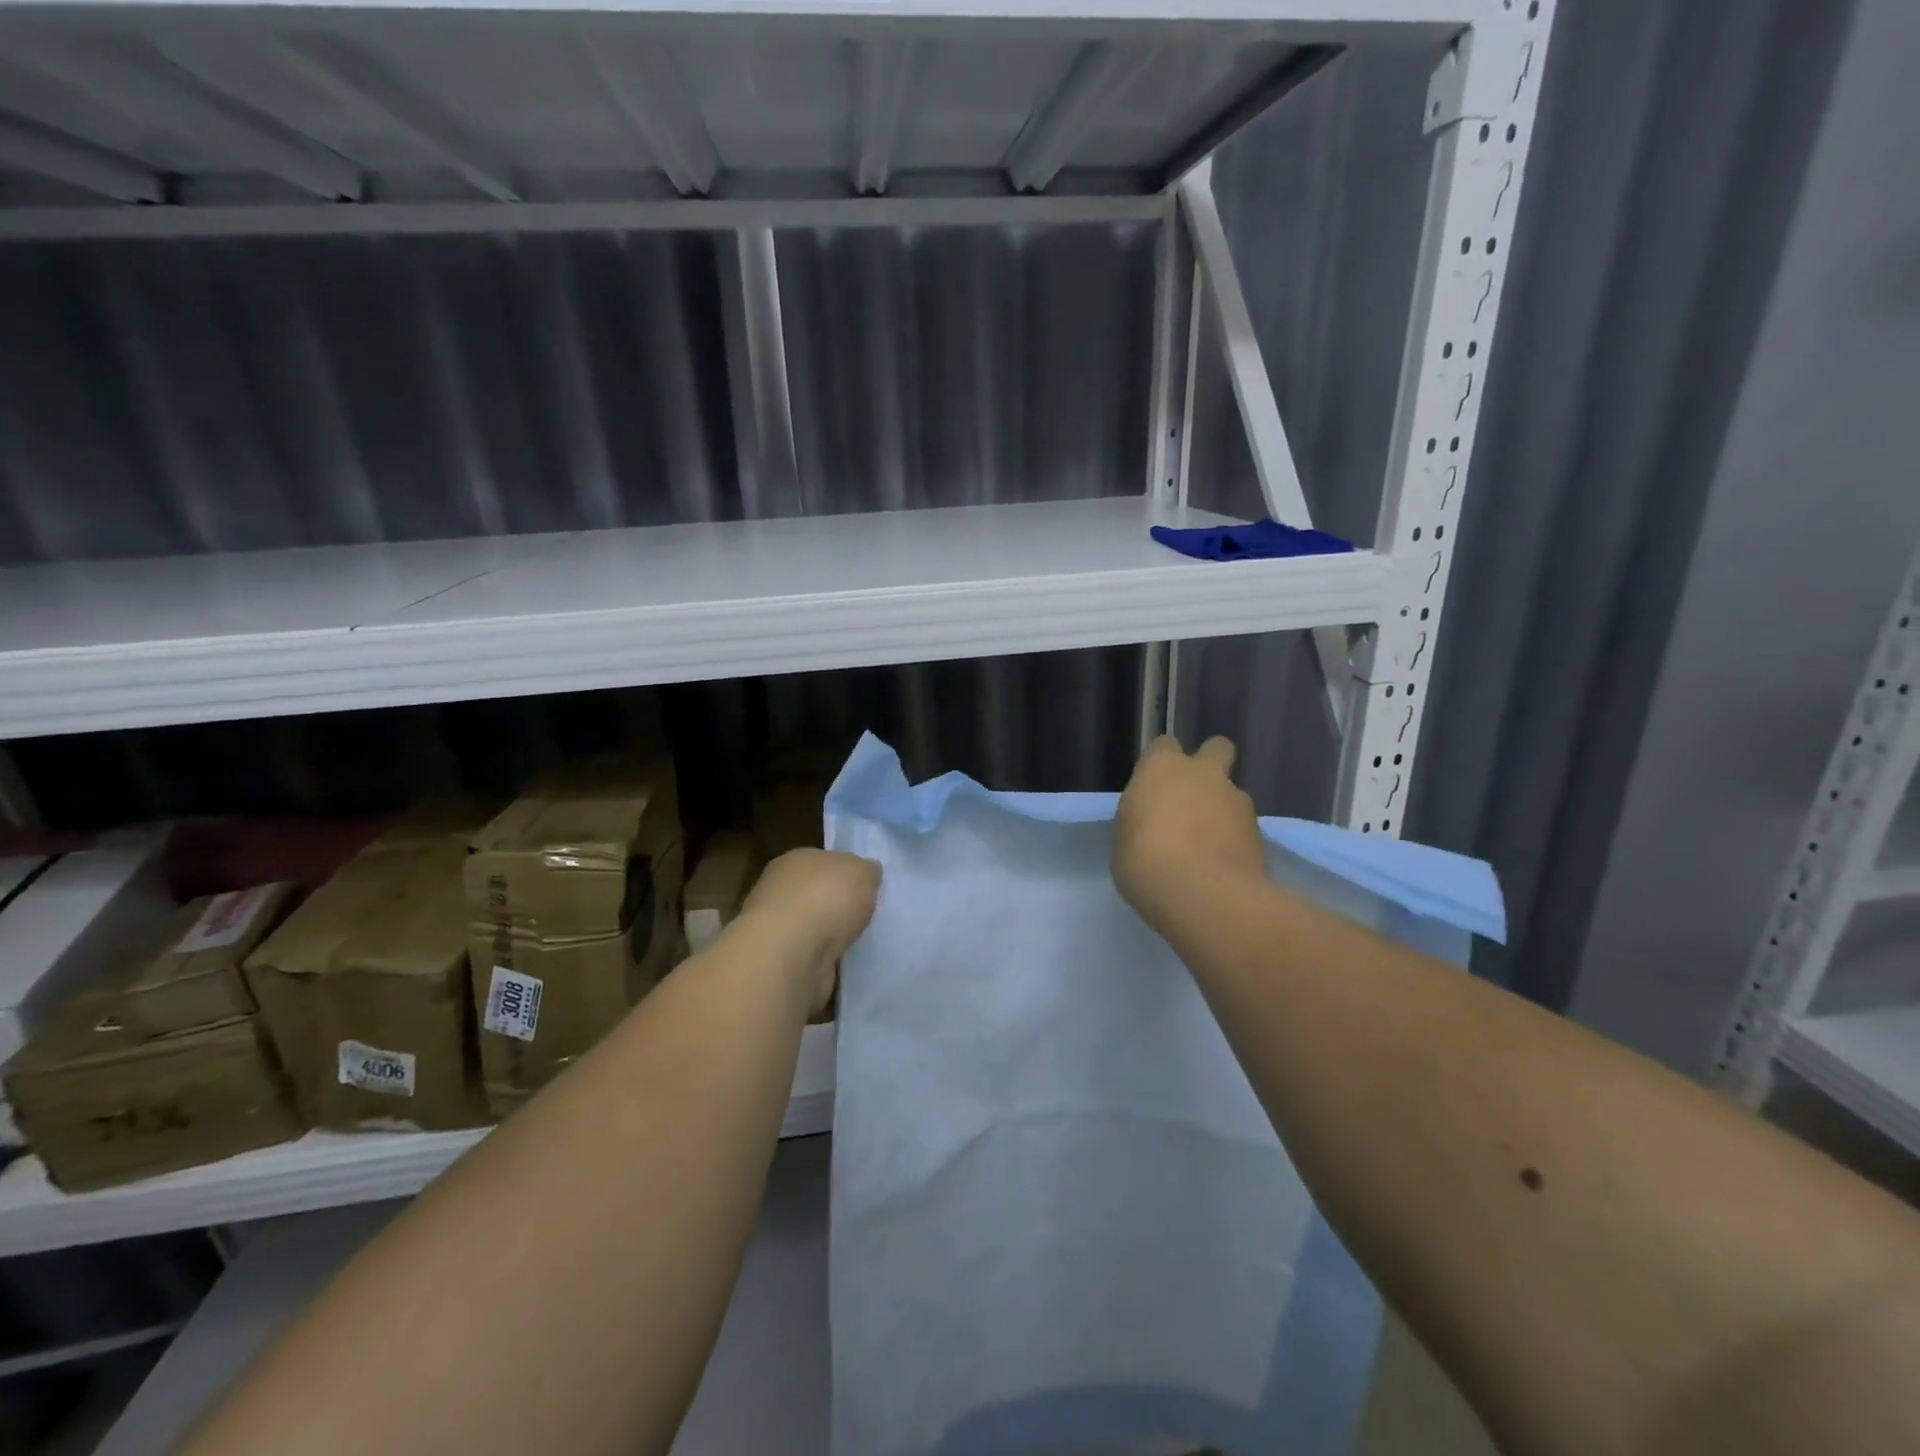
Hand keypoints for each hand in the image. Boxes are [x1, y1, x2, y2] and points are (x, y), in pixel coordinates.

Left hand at [737, 848, 880, 1017]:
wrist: (791, 955)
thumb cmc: (825, 899)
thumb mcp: (861, 871)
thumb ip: (866, 870)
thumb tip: (869, 872)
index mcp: (795, 860)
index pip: (822, 861)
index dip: (844, 872)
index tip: (864, 887)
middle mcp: (778, 891)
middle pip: (815, 895)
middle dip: (836, 906)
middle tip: (864, 916)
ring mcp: (776, 930)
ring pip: (812, 928)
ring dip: (830, 936)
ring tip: (859, 943)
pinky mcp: (779, 964)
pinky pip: (810, 958)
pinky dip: (825, 962)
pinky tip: (844, 965)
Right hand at [1113, 736, 1266, 935]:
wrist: (1204, 896)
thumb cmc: (1146, 861)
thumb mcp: (1125, 838)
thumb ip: (1143, 818)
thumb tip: (1155, 819)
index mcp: (1163, 768)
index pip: (1164, 745)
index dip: (1161, 763)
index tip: (1154, 787)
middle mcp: (1204, 774)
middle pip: (1216, 748)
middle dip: (1210, 765)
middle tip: (1193, 798)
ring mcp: (1238, 801)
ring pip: (1232, 793)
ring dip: (1223, 811)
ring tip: (1208, 847)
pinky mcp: (1261, 833)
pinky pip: (1244, 828)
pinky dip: (1235, 840)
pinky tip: (1222, 866)